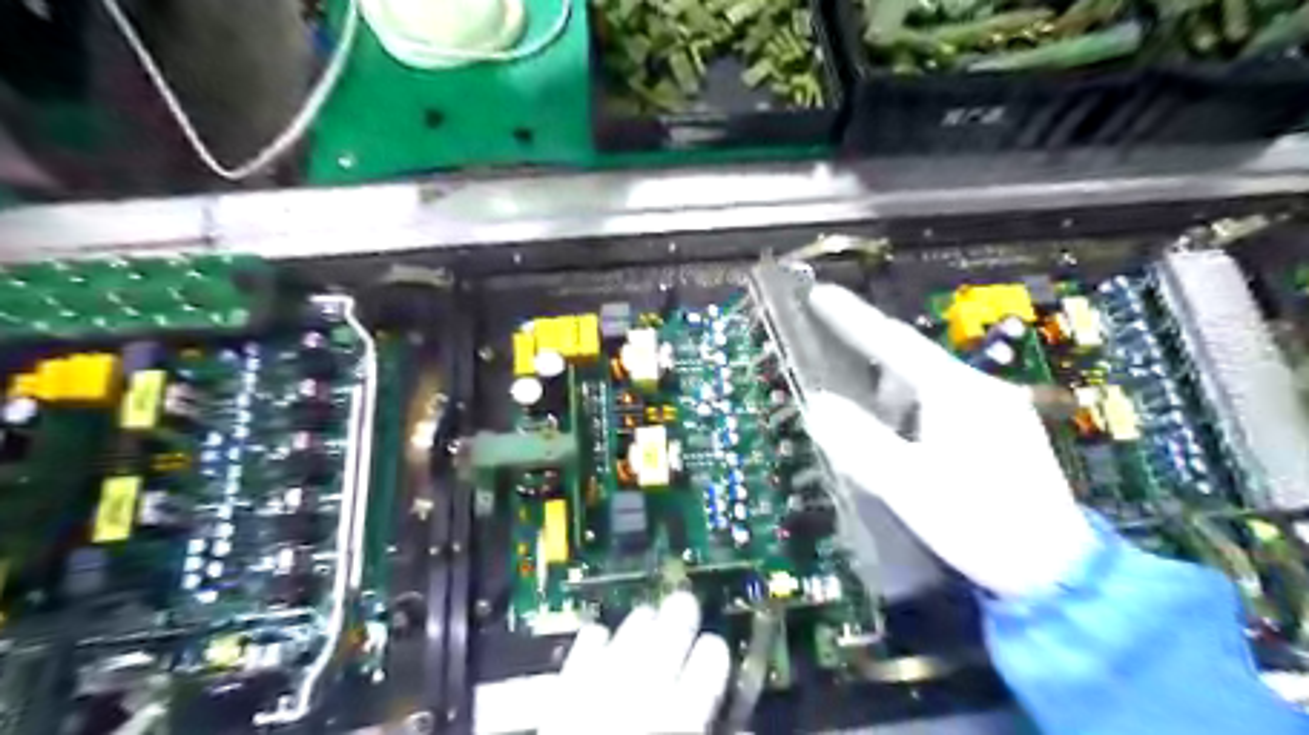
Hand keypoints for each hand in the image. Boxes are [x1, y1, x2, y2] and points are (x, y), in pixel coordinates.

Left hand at [537, 591, 731, 734]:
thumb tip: (745, 730)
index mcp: (679, 723)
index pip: (709, 666)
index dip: (715, 652)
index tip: (716, 648)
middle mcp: (642, 700)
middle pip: (668, 637)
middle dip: (679, 618)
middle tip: (685, 604)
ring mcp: (598, 694)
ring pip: (626, 638)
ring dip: (638, 625)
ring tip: (648, 614)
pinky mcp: (562, 701)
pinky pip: (580, 657)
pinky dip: (592, 643)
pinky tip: (599, 634)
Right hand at [810, 282, 1096, 597]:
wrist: (1058, 573)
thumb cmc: (980, 523)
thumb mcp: (908, 485)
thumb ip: (859, 442)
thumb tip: (817, 404)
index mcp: (958, 392)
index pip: (895, 342)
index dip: (853, 317)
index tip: (819, 294)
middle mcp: (981, 391)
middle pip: (913, 362)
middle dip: (871, 365)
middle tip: (834, 378)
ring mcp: (997, 412)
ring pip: (929, 388)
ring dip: (892, 399)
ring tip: (866, 429)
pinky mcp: (1003, 436)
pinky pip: (944, 408)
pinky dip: (913, 416)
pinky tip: (904, 447)